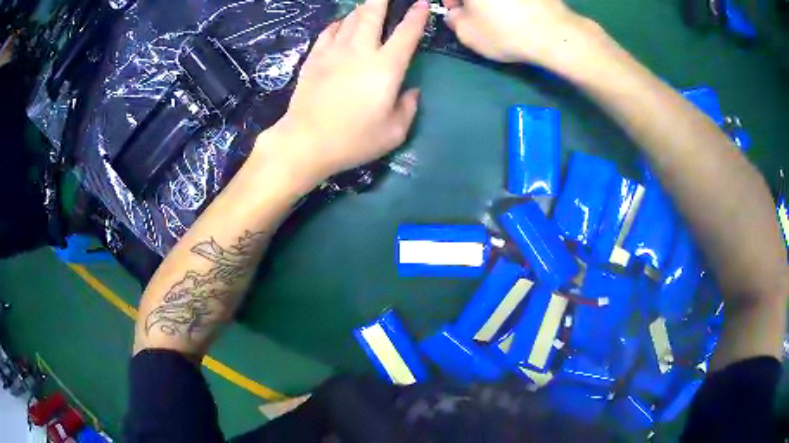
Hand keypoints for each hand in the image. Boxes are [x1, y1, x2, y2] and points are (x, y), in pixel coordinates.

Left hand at [256, 0, 429, 188]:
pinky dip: (338, 25)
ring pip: (350, 20)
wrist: (305, 142)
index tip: (421, 4)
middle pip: (372, 14)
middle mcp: (360, 51)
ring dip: (361, 9)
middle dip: (381, 0)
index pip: (406, 33)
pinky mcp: (314, 59)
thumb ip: (408, 108)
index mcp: (386, 67)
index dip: (417, 16)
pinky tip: (341, 25)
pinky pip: (328, 32)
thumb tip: (411, 91)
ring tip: (367, 6)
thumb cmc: (353, 140)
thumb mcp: (393, 132)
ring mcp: (333, 52)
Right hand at [442, 0, 597, 66]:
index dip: (450, 0)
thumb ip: (454, 20)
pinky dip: (514, 3)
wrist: (554, 33)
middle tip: (476, 13)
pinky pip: (519, 0)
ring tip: (501, 14)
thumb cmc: (504, 32)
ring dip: (494, 2)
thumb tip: (457, 14)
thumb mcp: (467, 34)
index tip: (455, 11)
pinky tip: (520, 13)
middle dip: (472, 1)